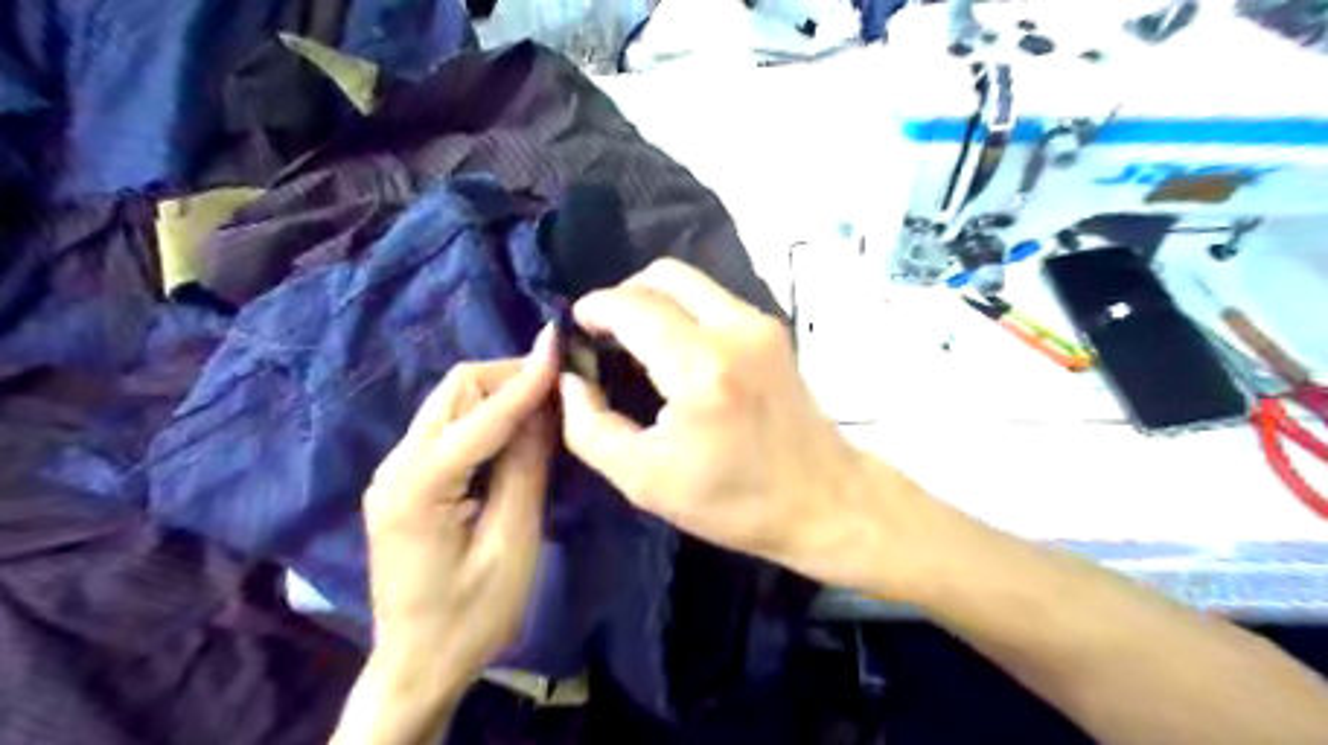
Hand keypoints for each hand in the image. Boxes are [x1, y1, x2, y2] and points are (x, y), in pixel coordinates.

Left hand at [361, 325, 555, 685]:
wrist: (417, 666)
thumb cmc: (471, 616)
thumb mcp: (512, 544)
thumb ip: (526, 469)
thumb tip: (544, 409)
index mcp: (418, 486)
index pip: (482, 414)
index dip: (526, 377)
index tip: (560, 344)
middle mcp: (396, 465)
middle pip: (455, 390)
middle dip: (510, 376)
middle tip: (560, 384)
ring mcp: (395, 471)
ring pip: (451, 402)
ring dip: (499, 393)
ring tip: (545, 403)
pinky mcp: (405, 480)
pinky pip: (449, 427)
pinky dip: (487, 416)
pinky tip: (516, 429)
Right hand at [557, 259, 926, 593]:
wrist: (824, 501)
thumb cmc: (734, 501)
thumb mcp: (643, 479)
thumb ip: (589, 426)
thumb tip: (571, 378)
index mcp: (699, 368)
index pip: (631, 306)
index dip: (594, 309)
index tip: (575, 329)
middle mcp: (734, 329)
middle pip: (662, 276)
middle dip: (622, 296)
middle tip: (604, 334)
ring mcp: (760, 324)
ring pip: (690, 281)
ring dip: (653, 300)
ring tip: (635, 340)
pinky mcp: (773, 331)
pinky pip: (713, 299)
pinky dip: (682, 310)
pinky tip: (673, 348)